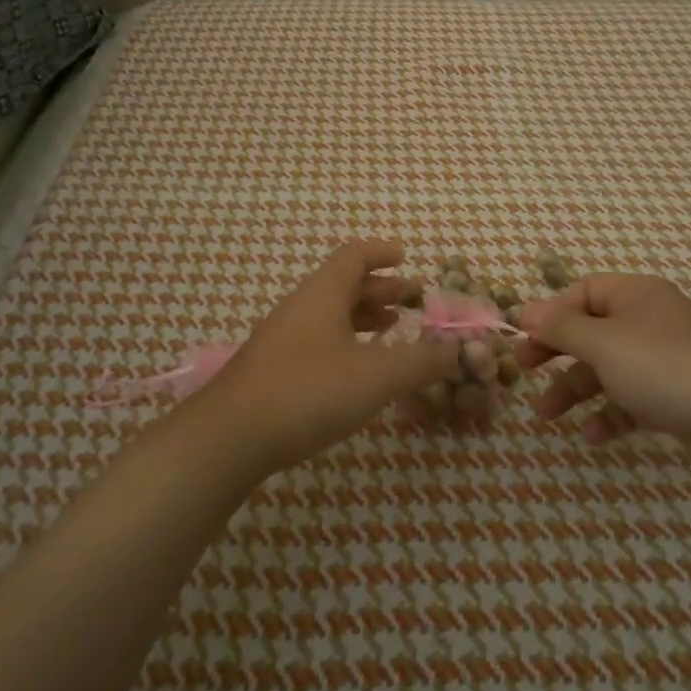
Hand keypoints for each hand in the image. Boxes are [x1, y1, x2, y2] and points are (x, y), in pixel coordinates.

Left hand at [208, 241, 461, 470]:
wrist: (230, 437)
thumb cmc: (308, 392)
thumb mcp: (377, 376)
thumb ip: (422, 362)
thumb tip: (461, 351)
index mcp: (322, 294)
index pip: (354, 256)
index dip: (382, 253)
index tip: (406, 257)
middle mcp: (300, 308)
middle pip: (343, 284)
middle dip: (380, 289)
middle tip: (412, 300)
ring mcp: (282, 339)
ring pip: (329, 314)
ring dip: (363, 316)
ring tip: (392, 329)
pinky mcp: (273, 370)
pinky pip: (317, 340)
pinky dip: (345, 342)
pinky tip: (357, 369)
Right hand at [518, 274, 690, 473]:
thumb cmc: (662, 367)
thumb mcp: (602, 343)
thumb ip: (561, 327)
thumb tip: (525, 310)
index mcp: (635, 295)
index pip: (582, 292)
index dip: (551, 313)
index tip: (523, 338)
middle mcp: (649, 321)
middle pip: (591, 330)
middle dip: (557, 353)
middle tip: (524, 370)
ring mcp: (664, 360)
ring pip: (607, 368)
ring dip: (575, 389)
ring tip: (547, 416)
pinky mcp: (675, 396)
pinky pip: (631, 398)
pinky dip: (610, 413)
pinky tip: (594, 436)